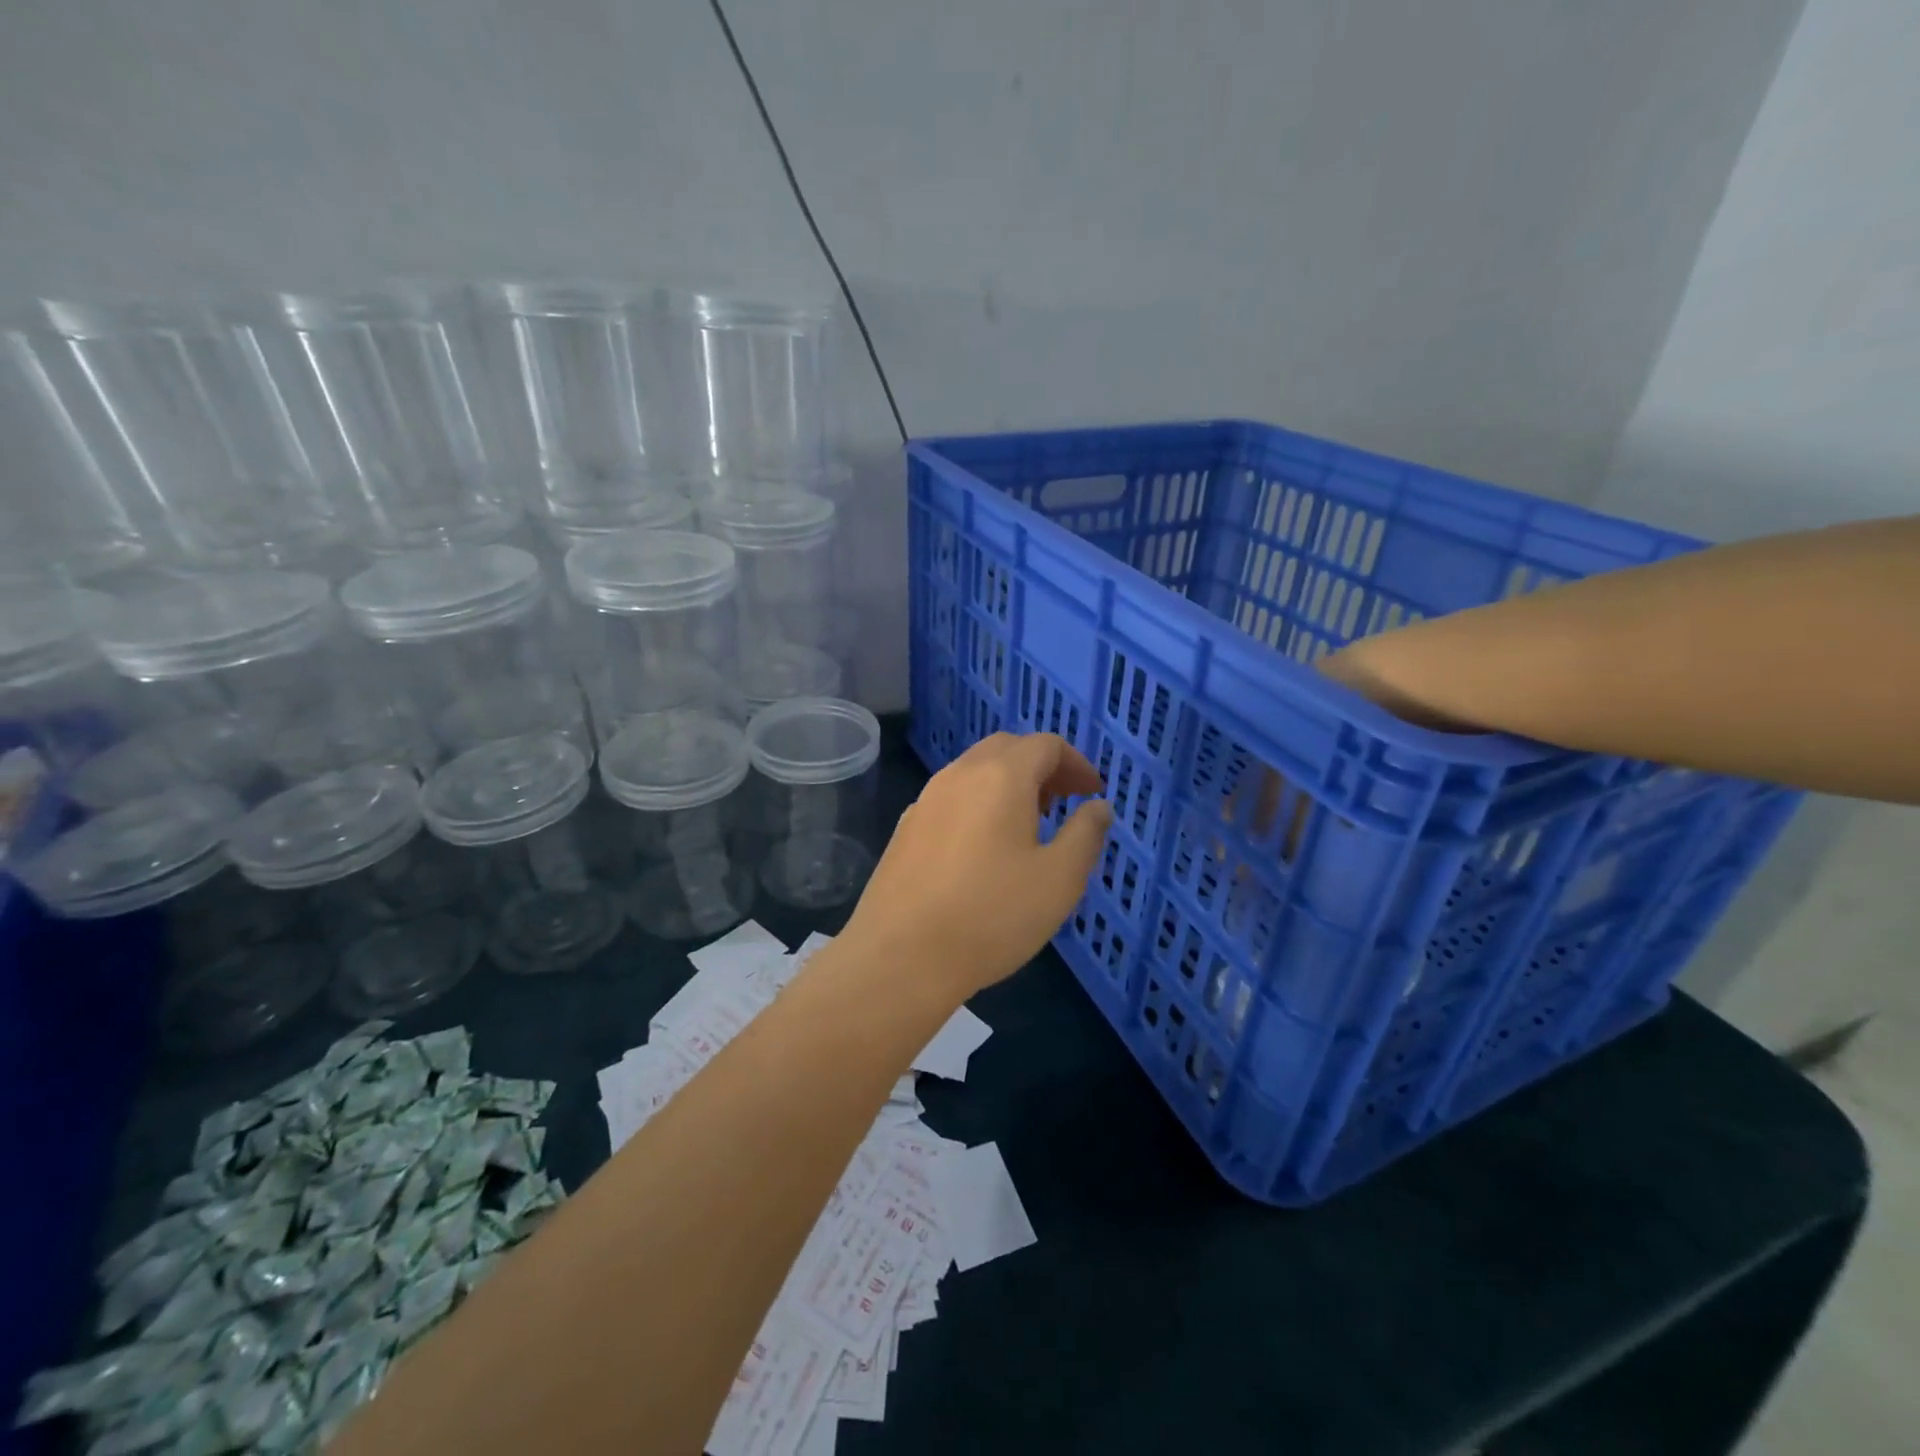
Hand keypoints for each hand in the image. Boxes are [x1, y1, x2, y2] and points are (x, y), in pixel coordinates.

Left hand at [842, 733, 1112, 999]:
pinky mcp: (906, 826)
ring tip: (1028, 825)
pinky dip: (979, 802)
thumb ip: (1086, 834)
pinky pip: (951, 797)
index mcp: (1001, 776)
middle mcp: (959, 774)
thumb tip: (1099, 806)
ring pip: (975, 770)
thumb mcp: (1059, 880)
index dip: (1076, 763)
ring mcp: (926, 798)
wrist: (901, 955)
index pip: (1045, 744)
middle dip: (1042, 767)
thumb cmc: (991, 916)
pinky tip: (983, 848)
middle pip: (1007, 748)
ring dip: (1008, 783)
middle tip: (1064, 802)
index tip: (1093, 794)